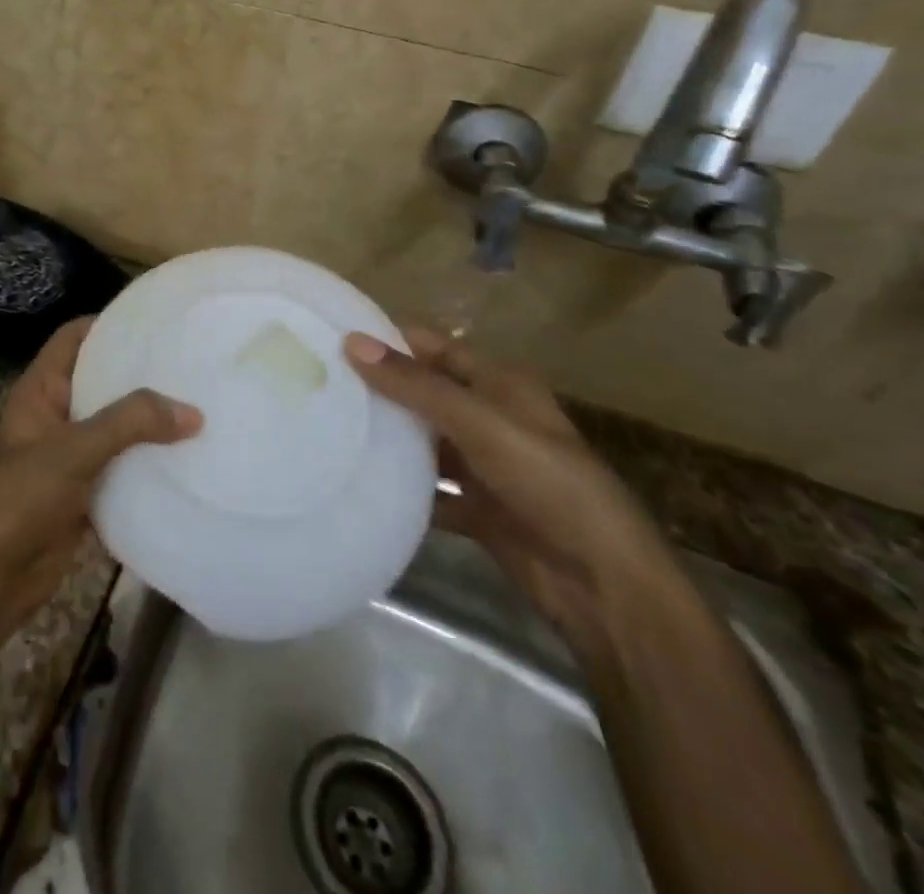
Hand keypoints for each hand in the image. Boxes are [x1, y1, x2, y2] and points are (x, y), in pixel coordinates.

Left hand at [0, 318, 202, 631]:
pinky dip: (148, 467)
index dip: (108, 323)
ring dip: (150, 424)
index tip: (155, 321)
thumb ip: (130, 423)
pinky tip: (188, 462)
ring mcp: (70, 457)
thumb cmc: (20, 496)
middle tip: (192, 365)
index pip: (74, 338)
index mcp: (41, 390)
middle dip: (141, 375)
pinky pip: (122, 470)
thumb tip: (193, 412)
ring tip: (202, 408)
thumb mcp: (74, 449)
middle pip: (101, 382)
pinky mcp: (84, 495)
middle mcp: (56, 416)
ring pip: (116, 429)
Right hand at [345, 325, 681, 643]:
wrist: (603, 585)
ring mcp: (485, 466)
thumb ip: (416, 385)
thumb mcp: (480, 423)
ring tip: (328, 428)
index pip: (434, 348)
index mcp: (501, 385)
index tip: (334, 338)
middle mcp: (492, 418)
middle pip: (426, 394)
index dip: (390, 340)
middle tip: (320, 384)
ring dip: (390, 439)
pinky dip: (403, 488)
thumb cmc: (548, 483)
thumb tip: (351, 342)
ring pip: (425, 443)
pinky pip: (430, 491)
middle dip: (381, 390)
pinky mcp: (478, 509)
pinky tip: (361, 482)